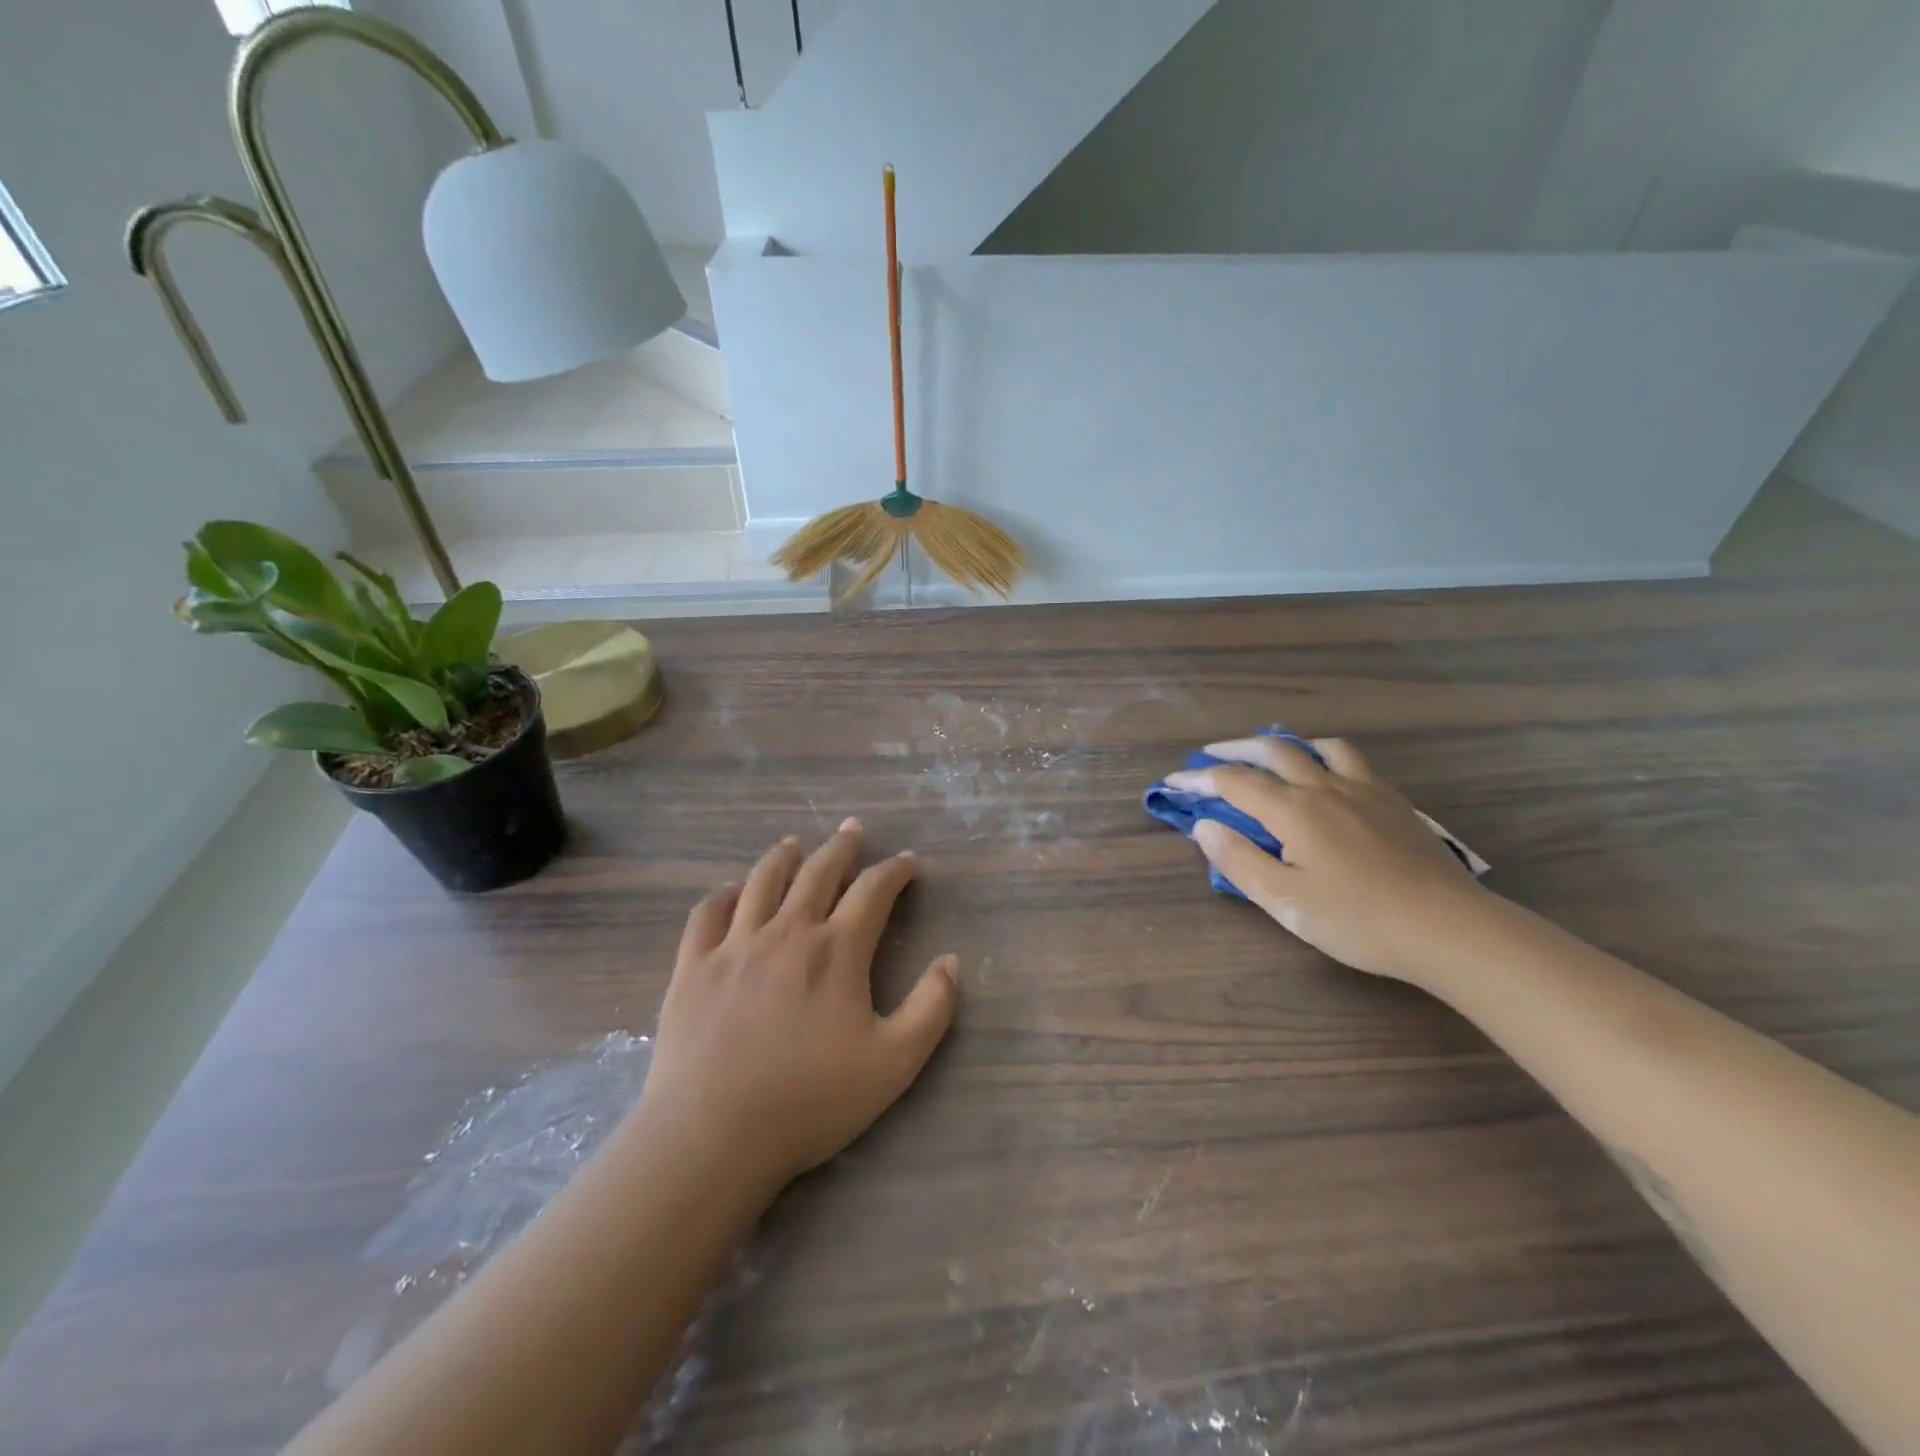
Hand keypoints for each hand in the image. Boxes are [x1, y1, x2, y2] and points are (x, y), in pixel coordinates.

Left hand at [638, 820, 959, 1192]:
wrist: (713, 1133)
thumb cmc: (810, 1100)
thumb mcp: (894, 1063)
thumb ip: (931, 1008)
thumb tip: (951, 961)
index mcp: (836, 950)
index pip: (873, 891)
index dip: (895, 870)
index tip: (908, 861)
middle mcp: (787, 932)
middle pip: (818, 872)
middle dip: (841, 847)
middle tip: (852, 830)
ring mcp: (735, 945)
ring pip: (762, 882)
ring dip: (783, 857)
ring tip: (793, 844)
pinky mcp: (693, 966)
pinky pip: (708, 914)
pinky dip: (724, 895)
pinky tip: (732, 892)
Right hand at [1165, 737, 1489, 985]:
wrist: (1450, 929)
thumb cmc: (1358, 920)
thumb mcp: (1285, 901)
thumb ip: (1239, 860)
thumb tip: (1204, 827)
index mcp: (1294, 810)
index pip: (1234, 782)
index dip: (1198, 779)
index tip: (1171, 782)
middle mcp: (1326, 788)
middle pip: (1273, 751)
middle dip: (1233, 749)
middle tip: (1209, 756)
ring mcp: (1365, 790)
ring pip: (1318, 748)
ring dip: (1284, 745)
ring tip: (1270, 756)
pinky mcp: (1394, 803)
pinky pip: (1352, 761)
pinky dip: (1324, 756)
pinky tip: (1327, 777)